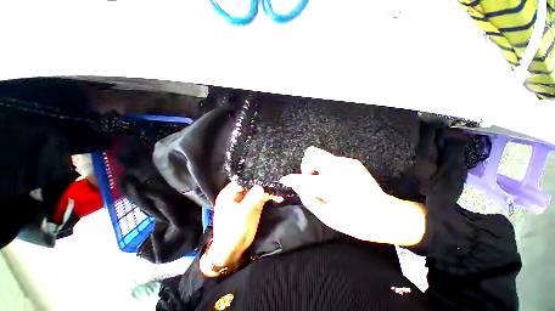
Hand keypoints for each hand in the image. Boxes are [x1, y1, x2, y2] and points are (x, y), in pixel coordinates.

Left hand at [202, 182, 280, 275]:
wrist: (232, 250)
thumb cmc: (232, 231)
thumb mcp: (242, 214)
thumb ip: (251, 199)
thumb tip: (261, 186)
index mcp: (229, 193)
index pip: (242, 180)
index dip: (253, 176)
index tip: (265, 173)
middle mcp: (238, 194)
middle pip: (251, 184)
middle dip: (262, 182)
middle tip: (274, 178)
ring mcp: (246, 199)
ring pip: (258, 190)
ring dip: (267, 189)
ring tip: (278, 187)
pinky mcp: (253, 206)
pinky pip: (262, 198)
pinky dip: (269, 197)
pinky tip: (277, 196)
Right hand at [280, 146, 425, 245]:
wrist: (386, 215)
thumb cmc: (356, 222)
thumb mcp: (327, 216)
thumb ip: (309, 199)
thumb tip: (299, 187)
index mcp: (331, 185)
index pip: (303, 179)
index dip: (291, 179)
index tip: (286, 180)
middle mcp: (337, 168)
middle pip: (311, 153)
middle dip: (306, 166)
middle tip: (312, 180)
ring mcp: (346, 162)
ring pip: (320, 155)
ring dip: (317, 167)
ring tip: (324, 181)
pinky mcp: (352, 162)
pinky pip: (331, 160)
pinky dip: (327, 168)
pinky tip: (336, 181)